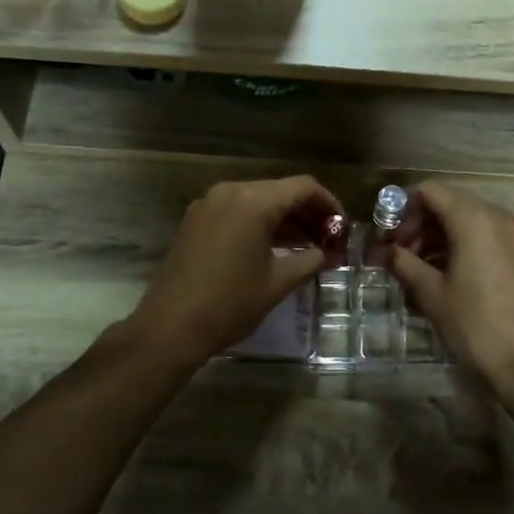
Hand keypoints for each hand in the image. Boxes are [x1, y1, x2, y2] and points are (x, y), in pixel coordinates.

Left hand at [123, 176, 343, 370]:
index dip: (329, 204)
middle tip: (329, 239)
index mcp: (253, 201)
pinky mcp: (196, 220)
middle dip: (308, 212)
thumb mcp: (278, 282)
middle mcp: (230, 191)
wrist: (170, 326)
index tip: (343, 228)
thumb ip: (309, 260)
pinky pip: (237, 211)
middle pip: (280, 191)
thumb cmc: (230, 303)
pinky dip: (260, 223)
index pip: (303, 187)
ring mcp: (209, 204)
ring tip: (308, 245)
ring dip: (284, 218)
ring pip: (258, 200)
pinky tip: (275, 247)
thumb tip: (329, 254)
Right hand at [388, 180, 513, 391]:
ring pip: (469, 218)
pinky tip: (450, 273)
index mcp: (473, 219)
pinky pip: (488, 235)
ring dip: (441, 233)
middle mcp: (497, 217)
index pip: (431, 191)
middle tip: (402, 253)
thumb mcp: (430, 293)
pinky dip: (464, 243)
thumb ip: (404, 263)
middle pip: (451, 201)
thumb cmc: (473, 323)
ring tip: (421, 266)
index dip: (404, 208)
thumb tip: (385, 251)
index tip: (390, 236)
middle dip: (422, 222)